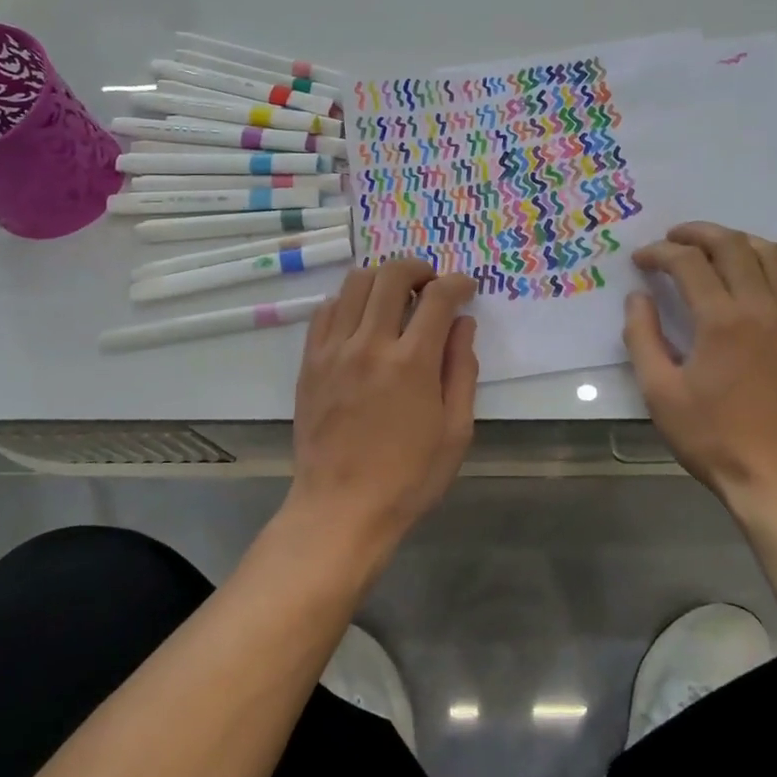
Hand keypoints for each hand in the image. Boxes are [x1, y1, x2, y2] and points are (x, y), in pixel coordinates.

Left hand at [287, 260, 478, 556]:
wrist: (341, 508)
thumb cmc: (409, 477)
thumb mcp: (455, 430)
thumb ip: (462, 370)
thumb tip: (463, 324)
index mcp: (412, 363)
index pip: (438, 297)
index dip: (457, 283)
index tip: (466, 287)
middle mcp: (370, 345)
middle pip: (392, 276)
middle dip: (418, 268)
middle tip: (431, 283)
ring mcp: (334, 351)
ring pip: (355, 284)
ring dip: (382, 278)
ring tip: (396, 295)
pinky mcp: (310, 362)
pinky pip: (326, 310)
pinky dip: (349, 300)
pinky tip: (362, 317)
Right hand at [627, 222, 776, 510]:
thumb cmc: (712, 437)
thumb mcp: (659, 392)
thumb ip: (642, 338)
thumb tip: (638, 298)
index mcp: (722, 320)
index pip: (689, 262)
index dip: (659, 253)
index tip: (639, 260)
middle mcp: (761, 306)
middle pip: (732, 244)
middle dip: (696, 233)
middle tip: (670, 239)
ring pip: (769, 253)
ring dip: (735, 240)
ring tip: (709, 249)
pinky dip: (765, 263)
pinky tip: (748, 277)